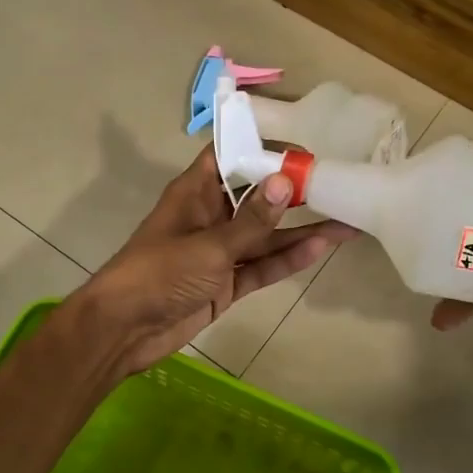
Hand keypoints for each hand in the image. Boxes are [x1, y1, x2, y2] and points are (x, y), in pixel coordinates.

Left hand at [73, 147, 358, 377]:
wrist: (125, 329)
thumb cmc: (159, 273)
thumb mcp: (209, 245)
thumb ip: (251, 220)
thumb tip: (286, 182)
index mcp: (195, 192)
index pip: (231, 156)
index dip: (264, 147)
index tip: (306, 142)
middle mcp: (210, 216)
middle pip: (257, 198)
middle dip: (294, 191)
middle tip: (340, 181)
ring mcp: (220, 253)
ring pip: (266, 236)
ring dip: (301, 230)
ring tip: (347, 220)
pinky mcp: (227, 284)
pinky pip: (262, 267)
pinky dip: (287, 260)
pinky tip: (320, 248)